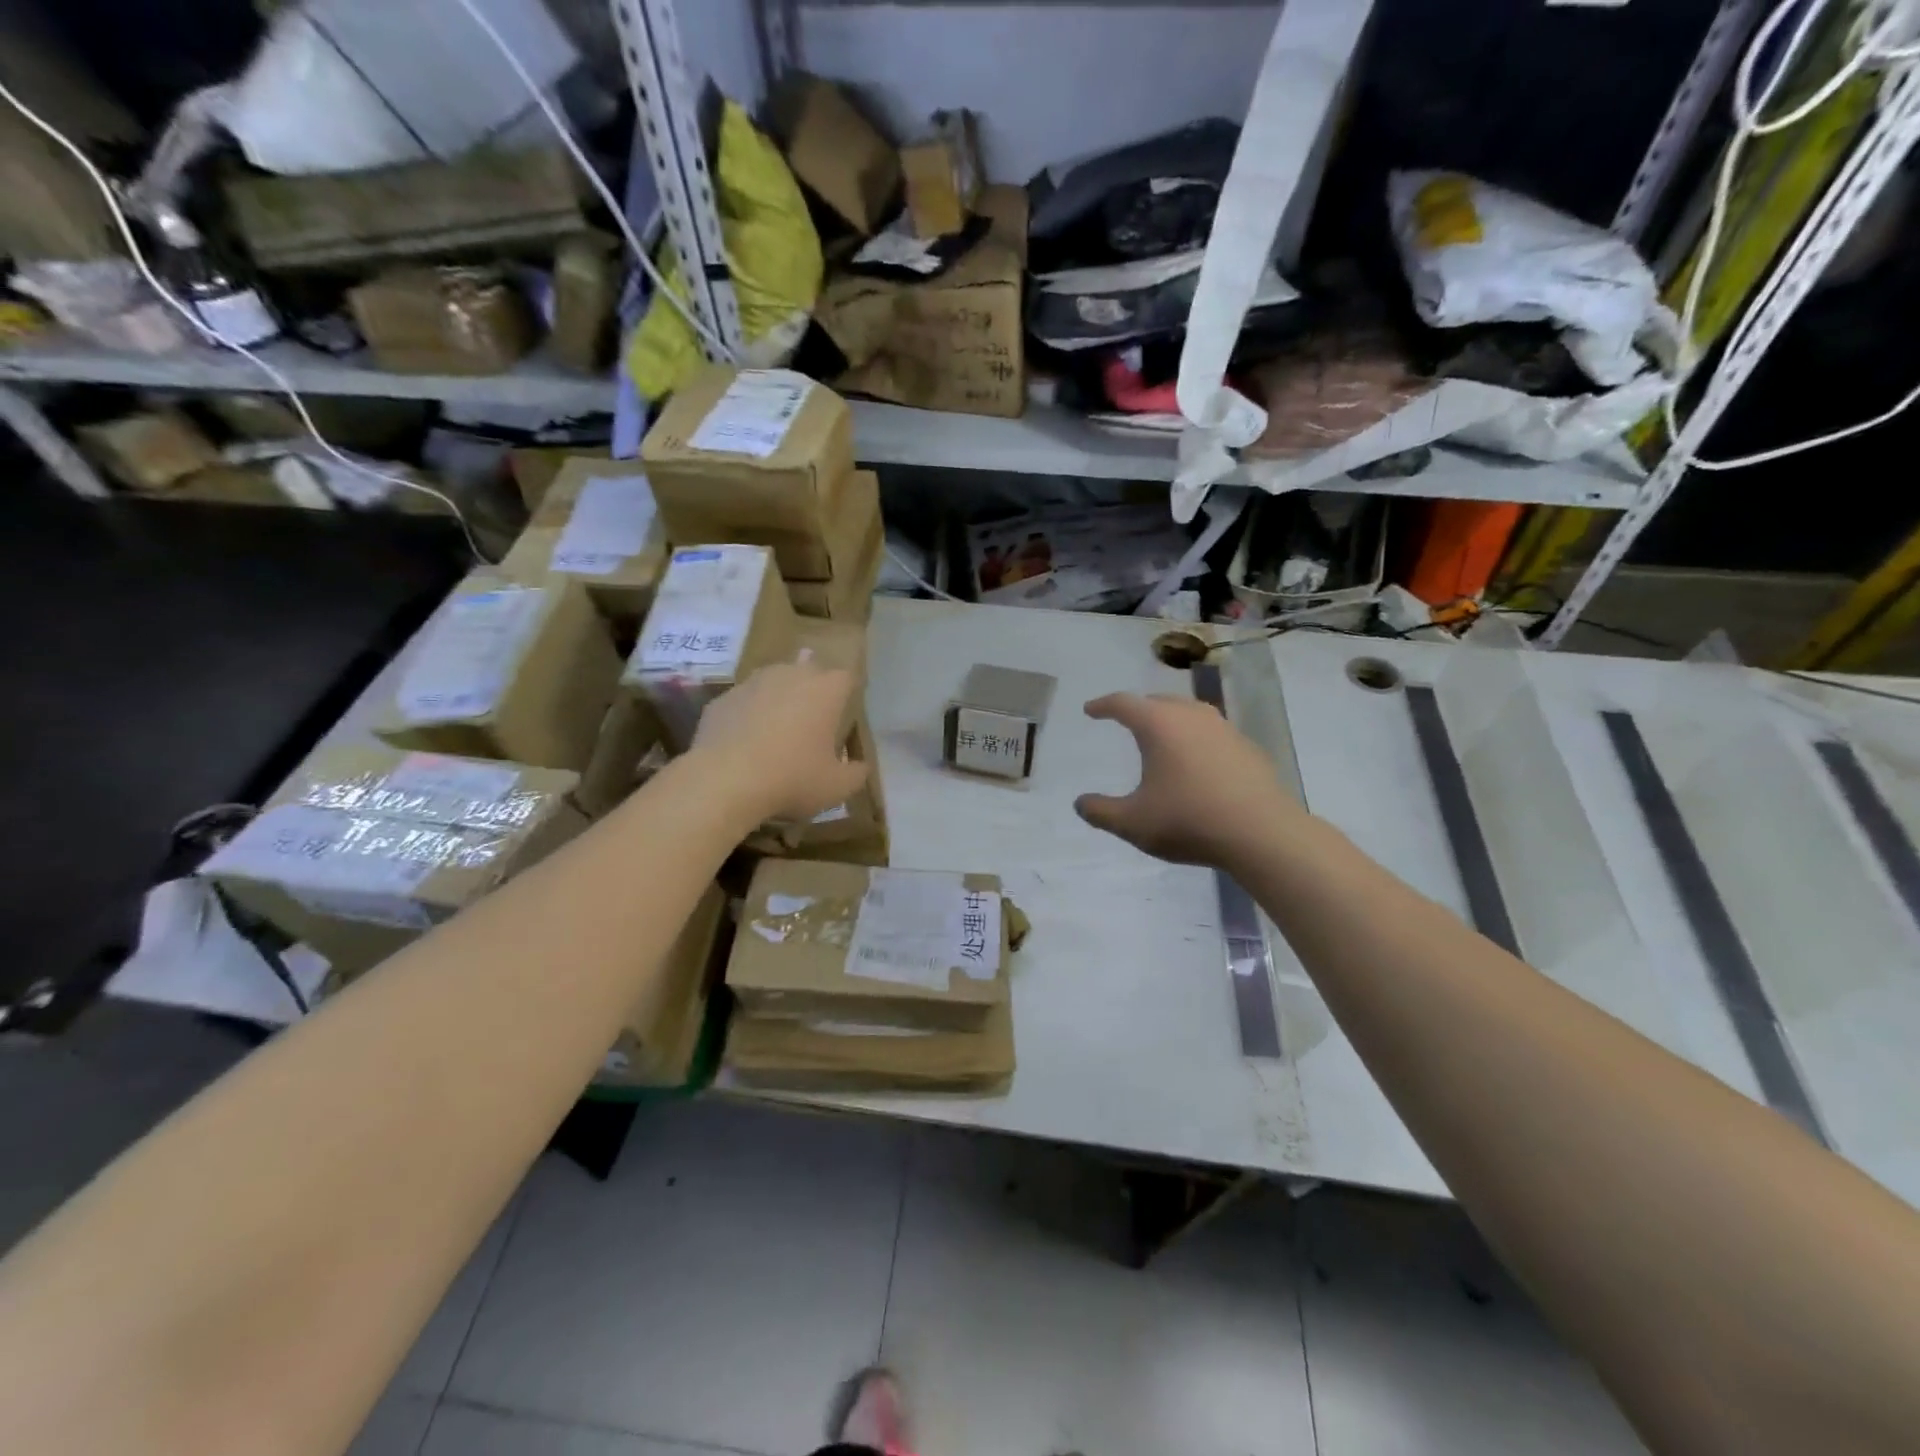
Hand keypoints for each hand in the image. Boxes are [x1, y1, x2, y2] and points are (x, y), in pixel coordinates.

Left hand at [691, 662, 868, 823]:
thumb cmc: (792, 778)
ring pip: (773, 682)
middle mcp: (791, 674)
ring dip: (779, 699)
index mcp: (826, 689)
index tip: (845, 717)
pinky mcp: (722, 699)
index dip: (848, 695)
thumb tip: (860, 767)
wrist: (724, 781)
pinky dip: (748, 716)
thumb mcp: (837, 787)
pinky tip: (746, 744)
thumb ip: (856, 774)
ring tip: (778, 730)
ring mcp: (752, 683)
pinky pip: (744, 702)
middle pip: (809, 671)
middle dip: (813, 690)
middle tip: (813, 722)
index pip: (847, 678)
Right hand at [1074, 692, 1302, 869]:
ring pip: (1189, 713)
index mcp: (1159, 725)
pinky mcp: (1247, 747)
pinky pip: (1212, 733)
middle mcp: (1191, 716)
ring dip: (1170, 721)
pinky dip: (1196, 740)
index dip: (1103, 705)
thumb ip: (1101, 811)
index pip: (1123, 703)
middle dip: (1138, 709)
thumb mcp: (1132, 823)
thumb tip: (1081, 803)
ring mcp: (1224, 729)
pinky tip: (1197, 764)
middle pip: (1158, 701)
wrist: (1262, 833)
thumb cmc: (1188, 820)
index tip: (1091, 710)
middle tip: (1125, 721)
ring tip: (1161, 738)